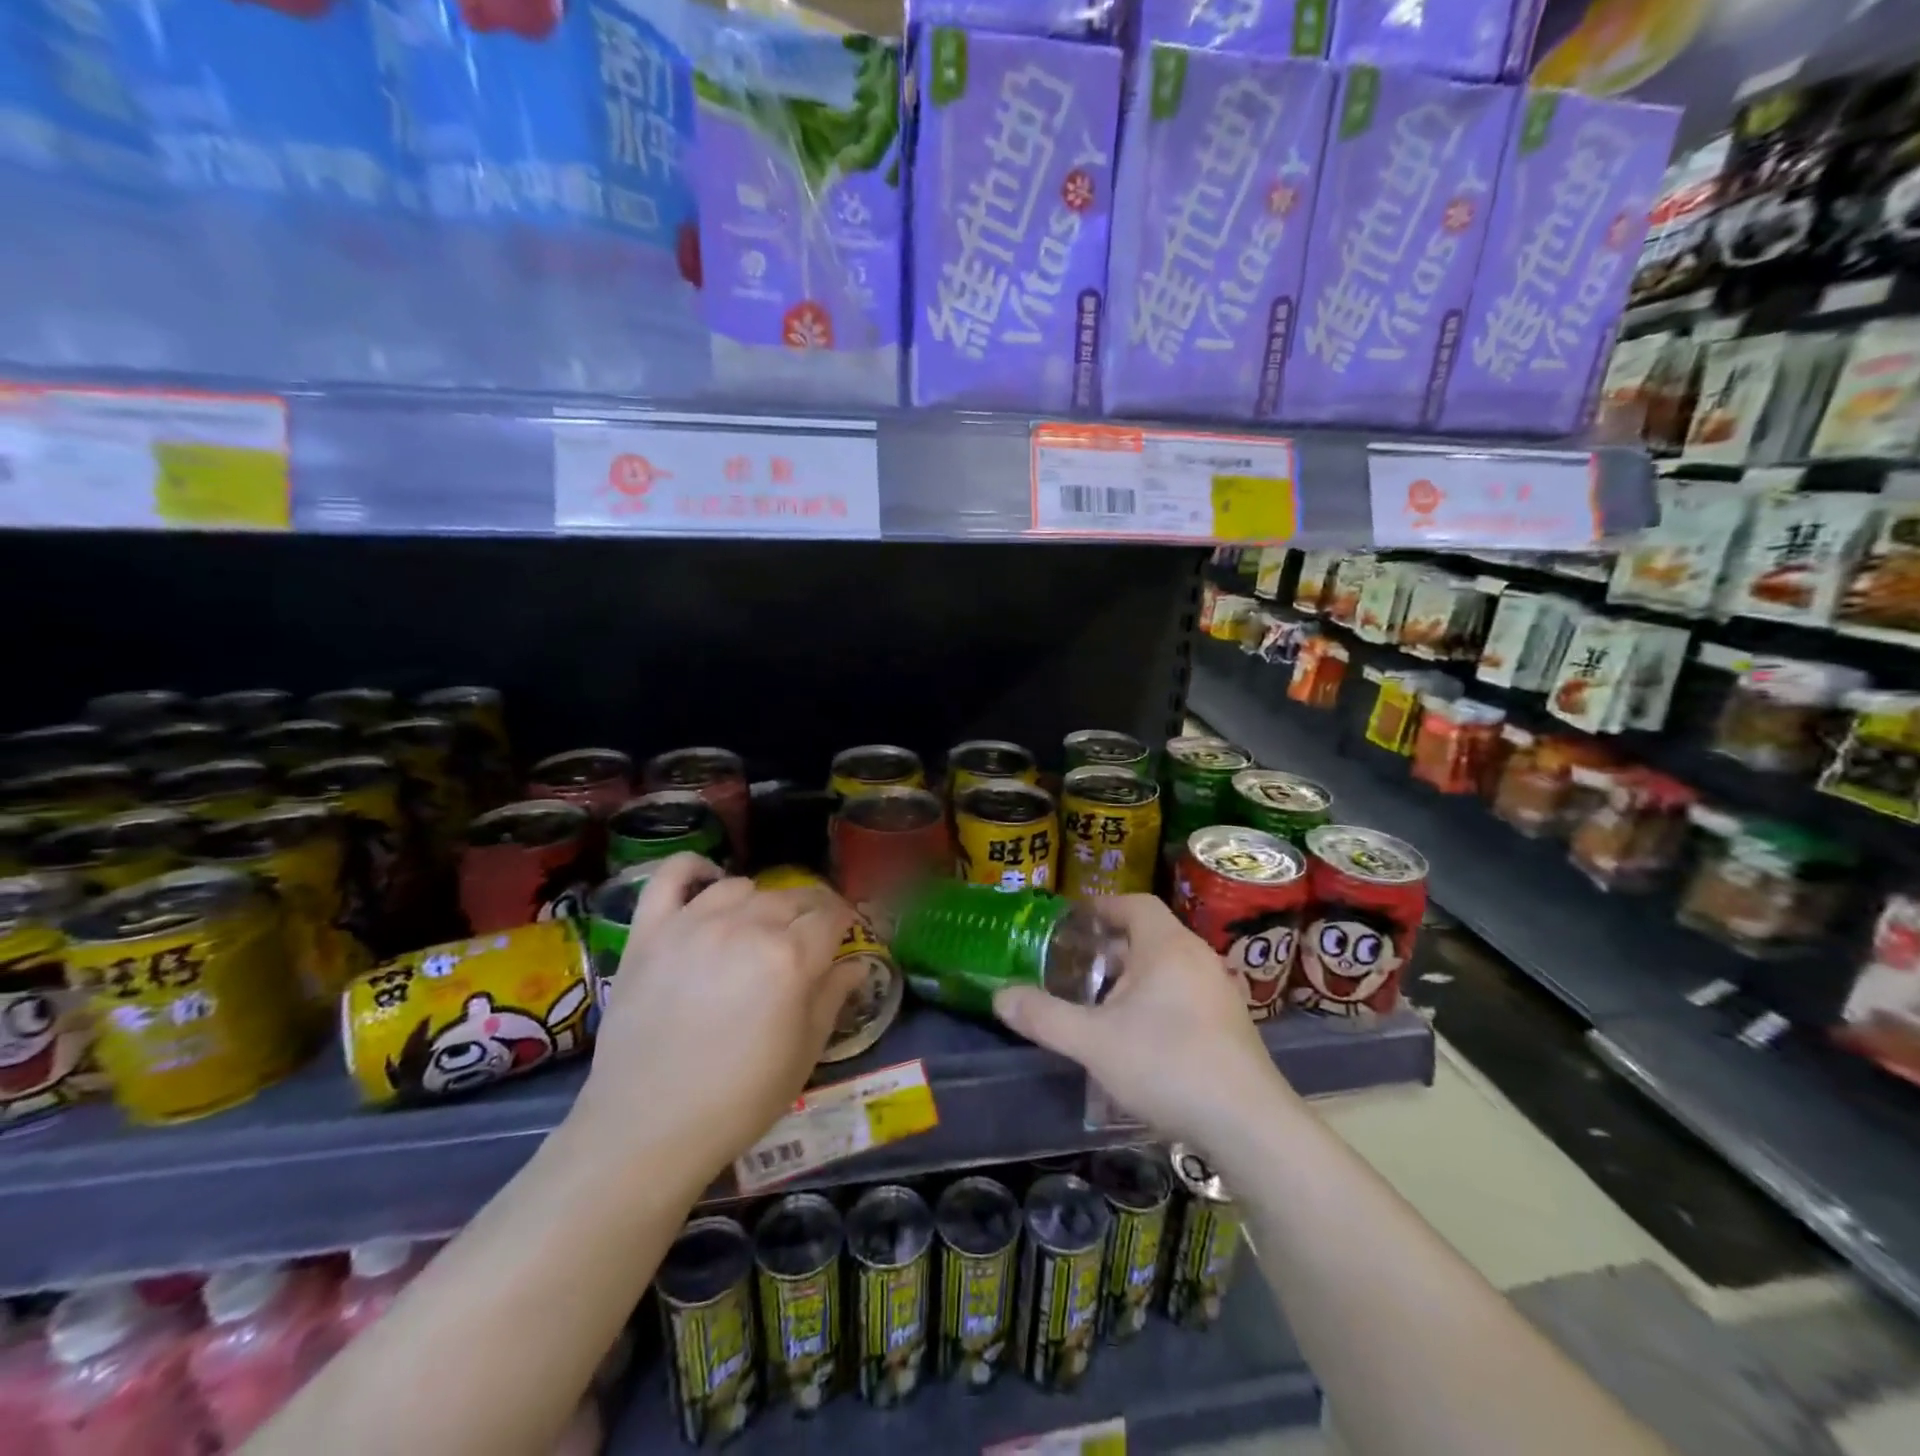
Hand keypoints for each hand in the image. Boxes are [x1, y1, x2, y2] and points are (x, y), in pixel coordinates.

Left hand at [574, 854, 859, 1182]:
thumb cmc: (739, 1099)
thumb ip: (833, 996)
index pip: (832, 915)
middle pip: (792, 896)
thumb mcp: (804, 1053)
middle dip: (811, 911)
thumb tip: (859, 963)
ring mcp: (693, 923)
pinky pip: (671, 877)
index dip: (846, 922)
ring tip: (759, 926)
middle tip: (809, 937)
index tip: (847, 934)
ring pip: (741, 886)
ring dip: (760, 901)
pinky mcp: (650, 931)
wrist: (647, 1129)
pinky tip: (707, 880)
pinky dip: (693, 870)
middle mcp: (746, 926)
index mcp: (790, 957)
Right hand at [992, 895, 1290, 1147]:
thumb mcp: (1093, 1042)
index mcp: (1167, 946)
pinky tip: (1138, 1036)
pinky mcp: (1231, 1024)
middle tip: (1076, 966)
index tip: (1073, 921)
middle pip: (1150, 935)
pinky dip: (1157, 999)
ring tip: (1100, 1002)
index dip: (1103, 906)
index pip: (1135, 903)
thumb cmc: (1167, 1064)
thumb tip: (1000, 996)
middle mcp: (1197, 958)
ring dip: (1133, 976)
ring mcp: (1219, 991)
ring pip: (1168, 967)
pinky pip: (1185, 993)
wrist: (1248, 1124)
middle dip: (1111, 947)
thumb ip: (1045, 1017)